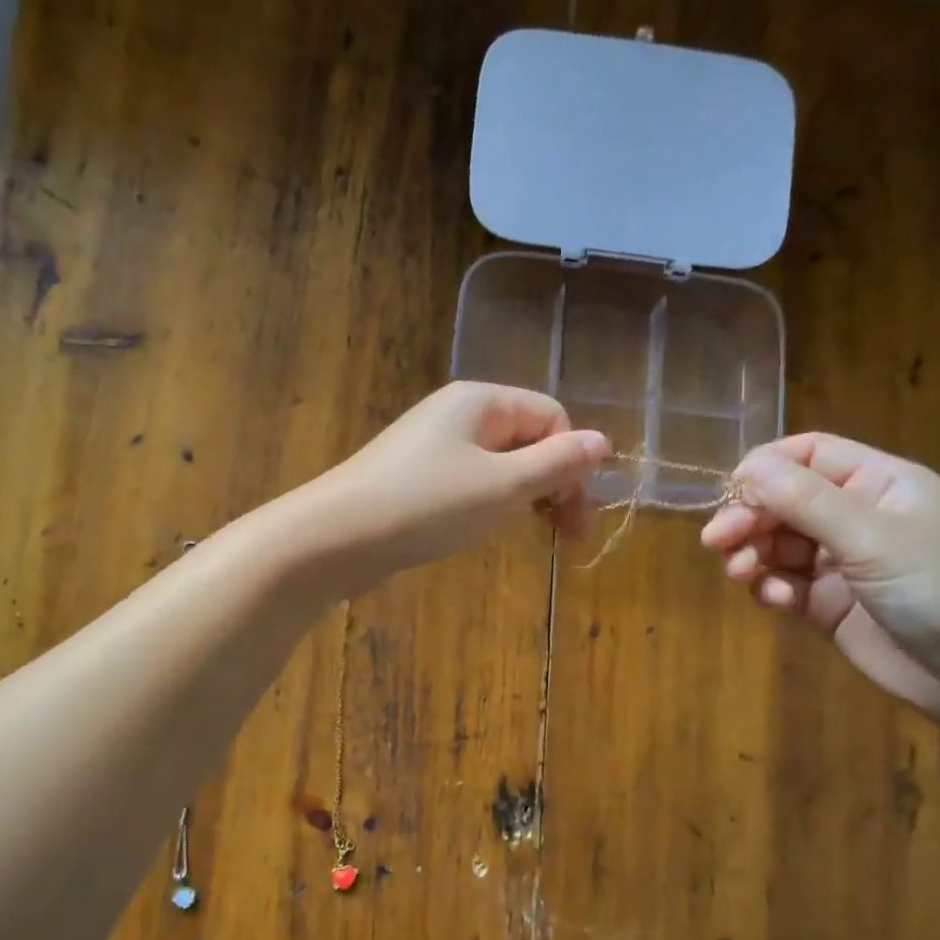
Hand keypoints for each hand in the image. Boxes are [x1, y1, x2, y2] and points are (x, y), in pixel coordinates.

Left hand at [299, 383, 610, 587]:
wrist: (336, 537)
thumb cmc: (426, 505)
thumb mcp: (503, 486)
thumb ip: (556, 464)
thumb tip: (603, 441)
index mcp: (482, 401)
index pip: (552, 418)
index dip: (572, 464)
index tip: (575, 517)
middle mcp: (458, 413)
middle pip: (527, 439)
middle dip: (554, 484)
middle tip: (568, 537)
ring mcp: (432, 445)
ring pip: (500, 464)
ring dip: (526, 498)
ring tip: (533, 535)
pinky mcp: (414, 477)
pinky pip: (470, 482)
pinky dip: (490, 504)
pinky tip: (488, 530)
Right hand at [699, 433, 939, 719]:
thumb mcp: (872, 537)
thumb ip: (805, 501)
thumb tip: (746, 465)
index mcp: (878, 483)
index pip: (810, 454)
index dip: (766, 467)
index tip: (730, 492)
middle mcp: (856, 516)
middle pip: (783, 501)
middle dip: (749, 517)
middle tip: (717, 541)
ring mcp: (841, 562)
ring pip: (776, 544)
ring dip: (752, 555)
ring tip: (742, 575)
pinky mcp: (828, 604)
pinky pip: (783, 583)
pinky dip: (771, 589)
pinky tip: (778, 603)